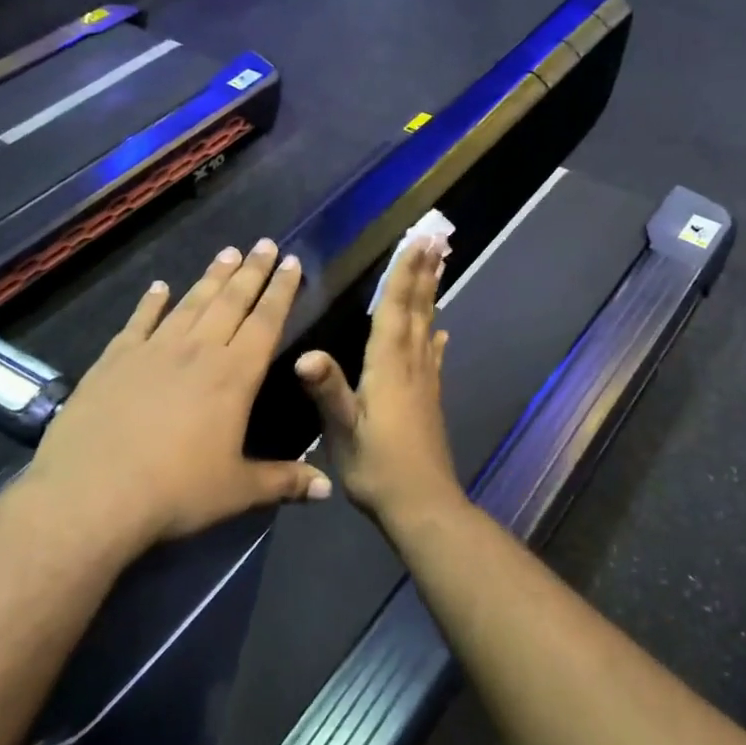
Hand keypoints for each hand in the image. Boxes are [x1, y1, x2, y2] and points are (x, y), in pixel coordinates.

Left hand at [24, 239, 331, 552]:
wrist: (92, 495)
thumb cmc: (176, 493)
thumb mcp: (237, 491)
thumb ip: (284, 482)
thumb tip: (328, 488)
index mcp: (234, 376)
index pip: (266, 322)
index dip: (281, 290)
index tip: (292, 261)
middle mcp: (198, 352)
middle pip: (231, 301)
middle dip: (252, 271)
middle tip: (265, 243)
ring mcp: (153, 351)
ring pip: (190, 303)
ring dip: (211, 277)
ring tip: (227, 252)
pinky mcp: (114, 360)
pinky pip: (139, 321)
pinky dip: (151, 302)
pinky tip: (159, 286)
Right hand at [295, 237, 460, 531]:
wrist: (422, 505)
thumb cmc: (378, 468)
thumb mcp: (344, 432)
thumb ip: (327, 392)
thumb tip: (305, 354)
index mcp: (388, 366)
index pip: (395, 308)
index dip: (404, 273)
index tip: (417, 241)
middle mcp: (411, 364)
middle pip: (417, 309)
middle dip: (423, 272)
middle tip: (436, 239)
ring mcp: (424, 381)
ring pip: (427, 325)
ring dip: (431, 293)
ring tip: (439, 268)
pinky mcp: (429, 398)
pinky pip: (432, 354)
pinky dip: (433, 334)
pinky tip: (439, 330)